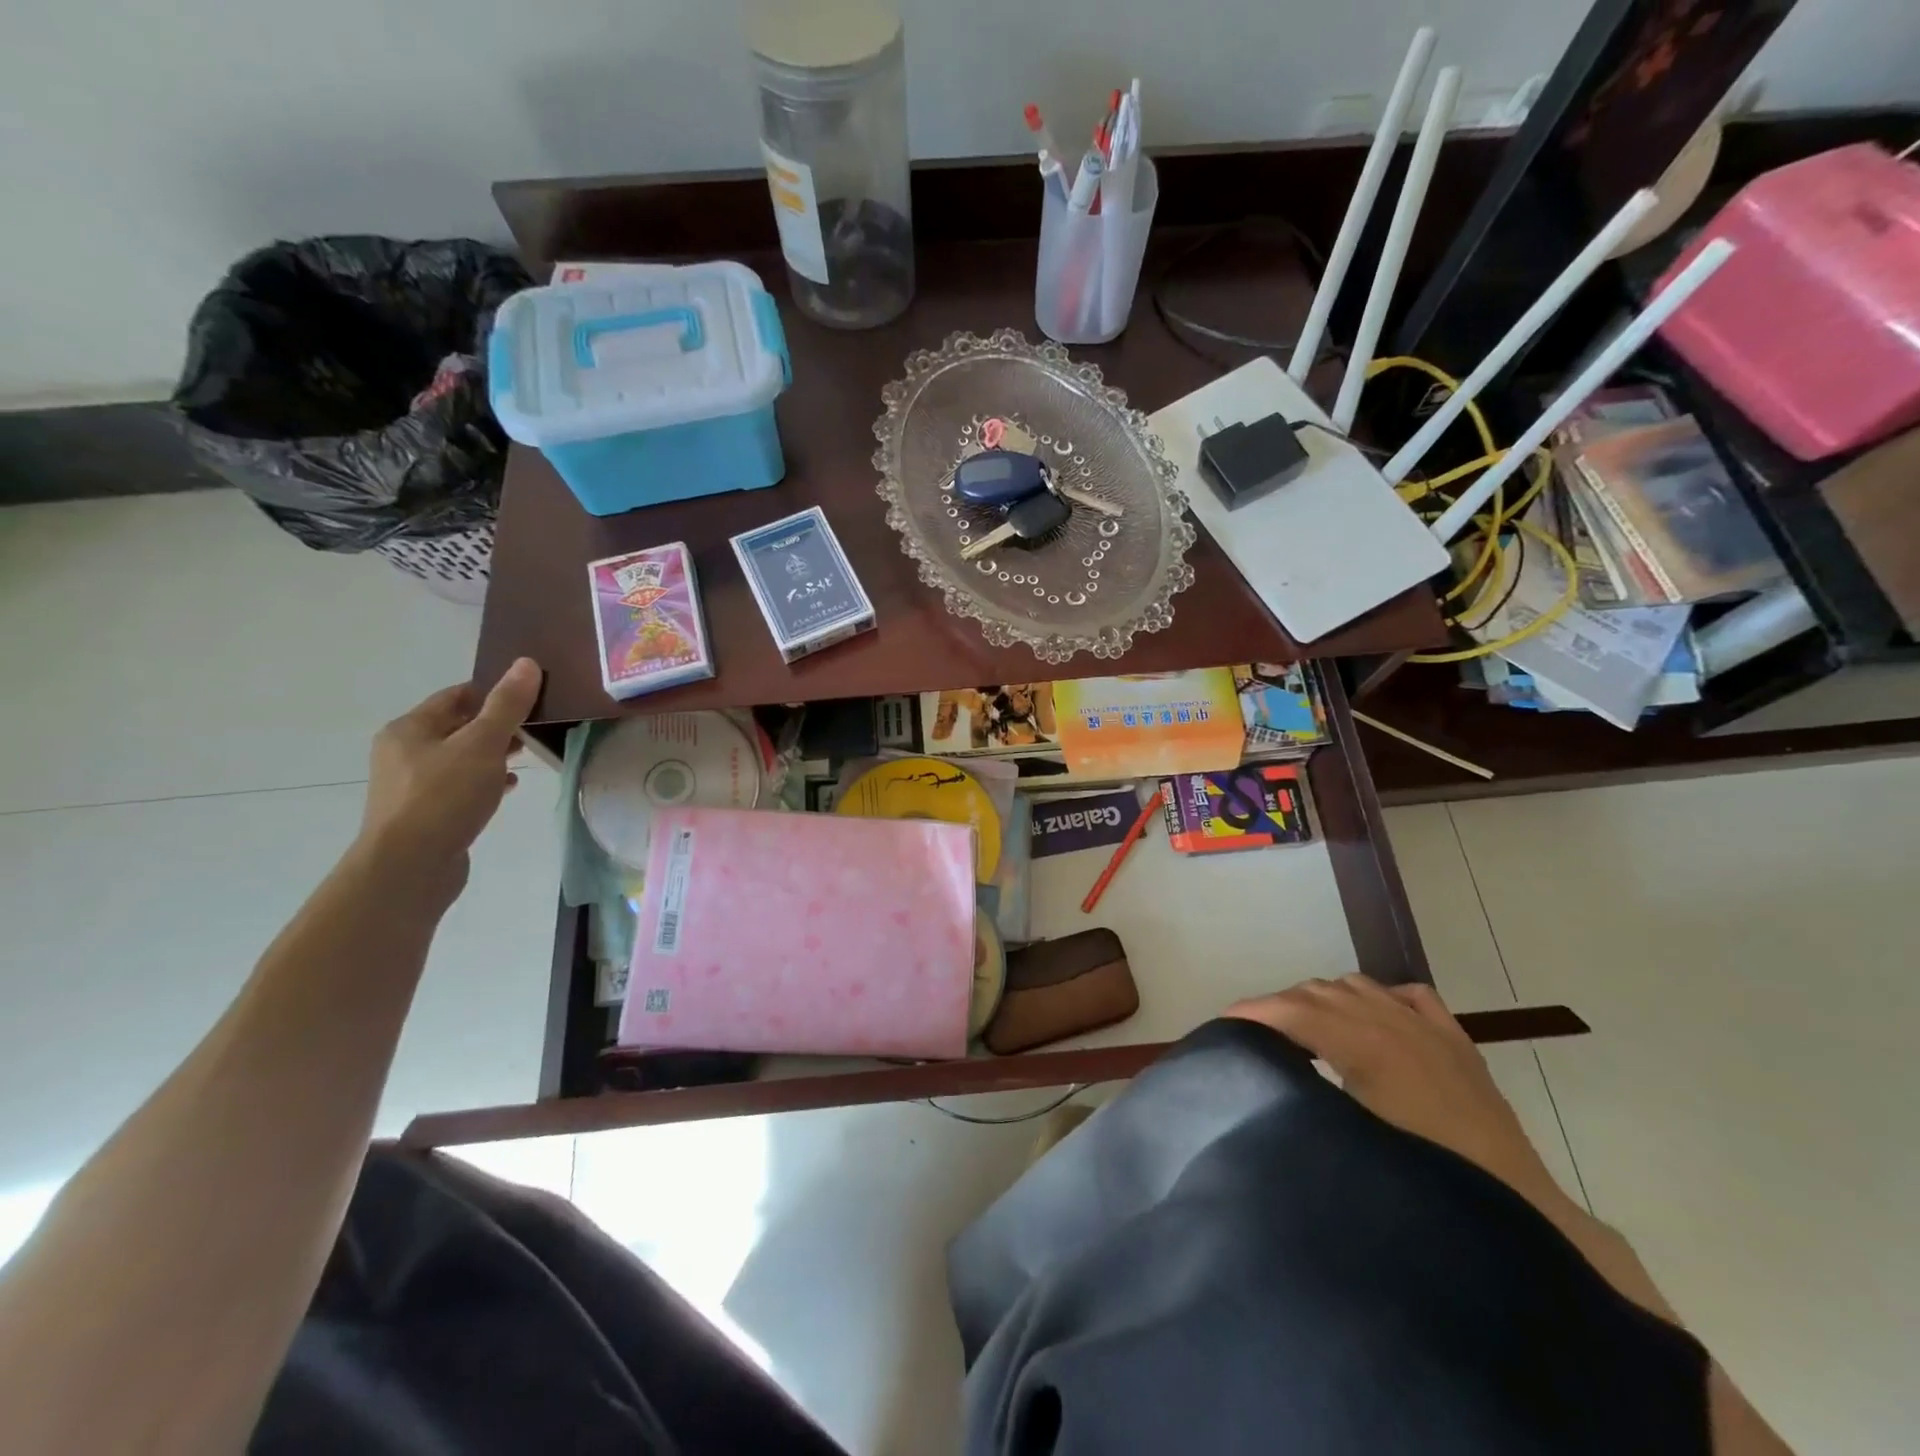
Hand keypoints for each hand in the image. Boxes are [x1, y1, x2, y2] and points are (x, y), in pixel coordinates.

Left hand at [360, 659, 542, 880]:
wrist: (410, 867)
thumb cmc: (444, 797)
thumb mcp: (482, 745)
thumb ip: (507, 705)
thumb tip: (526, 663)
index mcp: (409, 729)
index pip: (456, 696)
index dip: (493, 692)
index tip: (530, 698)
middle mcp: (403, 752)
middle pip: (457, 726)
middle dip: (496, 725)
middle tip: (535, 727)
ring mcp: (411, 785)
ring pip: (460, 757)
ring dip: (493, 754)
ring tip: (527, 757)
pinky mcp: (425, 813)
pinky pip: (460, 785)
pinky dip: (485, 781)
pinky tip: (508, 787)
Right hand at [1226, 975, 1570, 1219]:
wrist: (1522, 1213)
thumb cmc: (1428, 1179)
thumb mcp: (1351, 1138)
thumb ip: (1304, 1094)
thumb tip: (1262, 1075)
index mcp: (1365, 1043)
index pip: (1292, 1011)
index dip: (1251, 1013)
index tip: (1221, 1026)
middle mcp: (1393, 1020)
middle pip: (1318, 993)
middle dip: (1278, 1007)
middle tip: (1251, 1035)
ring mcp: (1428, 1027)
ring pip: (1357, 986)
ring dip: (1322, 1000)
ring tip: (1301, 1030)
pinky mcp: (1455, 1041)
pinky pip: (1406, 995)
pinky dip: (1376, 998)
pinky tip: (1366, 1019)